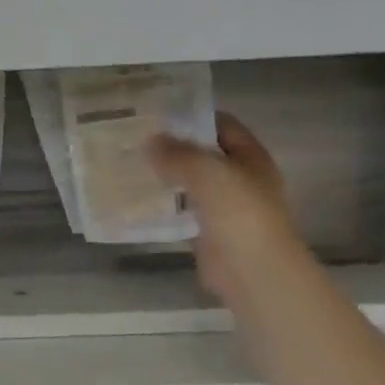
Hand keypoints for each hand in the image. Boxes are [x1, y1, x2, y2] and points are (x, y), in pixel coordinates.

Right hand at [148, 113, 298, 301]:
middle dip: (175, 147)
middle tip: (137, 139)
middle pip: (205, 154)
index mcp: (251, 158)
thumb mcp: (206, 171)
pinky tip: (139, 199)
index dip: (194, 116)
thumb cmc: (239, 212)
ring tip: (132, 165)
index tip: (158, 113)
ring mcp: (226, 208)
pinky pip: (183, 212)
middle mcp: (241, 179)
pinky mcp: (209, 233)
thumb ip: (177, 153)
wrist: (253, 270)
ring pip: (192, 184)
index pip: (223, 125)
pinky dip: (165, 206)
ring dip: (167, 176)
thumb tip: (150, 141)